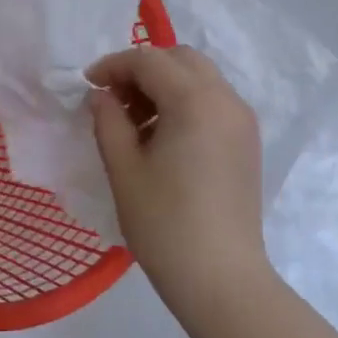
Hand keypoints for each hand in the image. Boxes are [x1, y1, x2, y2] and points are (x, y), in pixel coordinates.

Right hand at [86, 45, 271, 318]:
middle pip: (181, 59)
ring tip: (136, 125)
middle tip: (114, 102)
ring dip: (166, 86)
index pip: (149, 60)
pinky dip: (186, 103)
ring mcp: (243, 120)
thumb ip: (108, 121)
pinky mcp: (248, 142)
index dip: (113, 66)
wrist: (221, 278)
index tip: (88, 87)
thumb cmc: (165, 224)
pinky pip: (214, 102)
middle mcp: (226, 99)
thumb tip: (101, 96)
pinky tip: (164, 139)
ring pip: (200, 79)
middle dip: (143, 70)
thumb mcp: (125, 170)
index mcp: (195, 100)